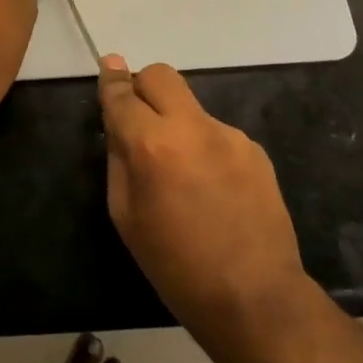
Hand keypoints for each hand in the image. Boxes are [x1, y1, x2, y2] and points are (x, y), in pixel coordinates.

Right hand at [98, 57, 309, 351]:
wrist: (254, 297)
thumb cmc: (175, 265)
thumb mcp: (125, 216)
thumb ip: (119, 159)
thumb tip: (119, 124)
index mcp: (151, 145)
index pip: (122, 95)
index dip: (111, 80)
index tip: (108, 65)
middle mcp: (191, 127)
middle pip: (161, 76)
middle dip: (144, 87)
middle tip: (140, 119)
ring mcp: (227, 135)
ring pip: (190, 107)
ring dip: (177, 124)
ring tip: (183, 174)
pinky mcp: (253, 149)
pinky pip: (216, 134)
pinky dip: (204, 148)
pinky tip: (212, 188)